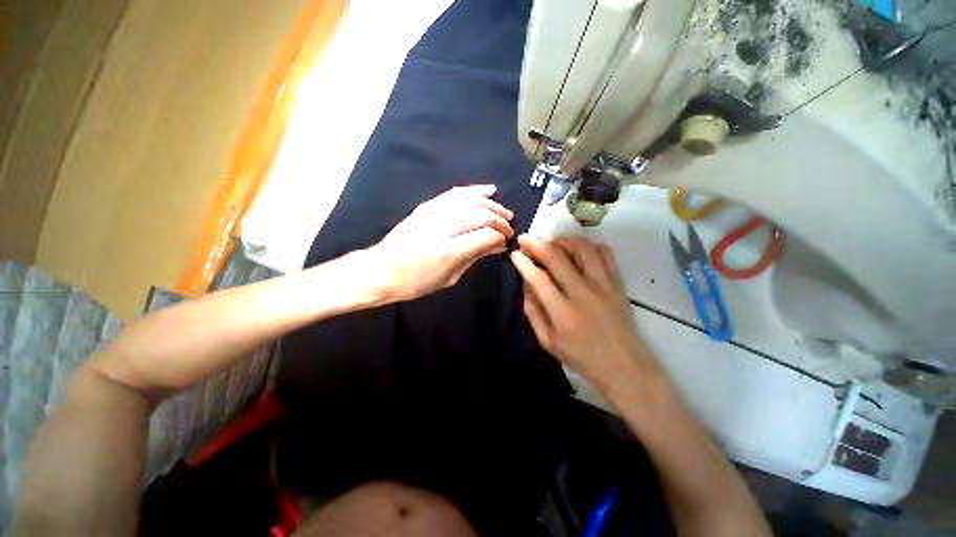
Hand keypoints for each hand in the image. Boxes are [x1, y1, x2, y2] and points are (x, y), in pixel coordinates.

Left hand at [372, 185, 513, 301]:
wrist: (382, 269)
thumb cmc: (416, 282)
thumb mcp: (450, 277)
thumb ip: (475, 257)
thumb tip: (497, 246)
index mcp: (450, 250)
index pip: (486, 235)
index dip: (500, 237)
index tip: (506, 241)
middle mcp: (444, 227)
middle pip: (482, 215)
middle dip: (500, 220)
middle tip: (509, 227)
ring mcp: (434, 213)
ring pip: (471, 200)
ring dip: (491, 204)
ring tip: (504, 211)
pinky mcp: (427, 206)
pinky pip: (455, 193)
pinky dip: (474, 191)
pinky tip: (488, 190)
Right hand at [510, 235, 662, 395]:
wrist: (624, 366)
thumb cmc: (581, 356)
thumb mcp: (547, 341)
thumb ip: (533, 311)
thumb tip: (526, 283)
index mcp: (562, 313)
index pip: (538, 278)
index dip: (523, 263)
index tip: (515, 254)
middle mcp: (583, 293)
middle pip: (557, 257)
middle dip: (536, 244)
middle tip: (525, 239)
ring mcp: (603, 285)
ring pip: (582, 249)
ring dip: (562, 240)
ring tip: (551, 242)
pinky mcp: (617, 283)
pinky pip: (605, 253)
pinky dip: (589, 245)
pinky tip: (578, 249)